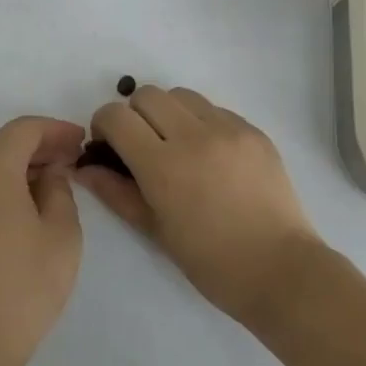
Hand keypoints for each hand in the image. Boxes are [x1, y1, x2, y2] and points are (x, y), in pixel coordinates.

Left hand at [0, 116, 85, 365]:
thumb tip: (49, 173)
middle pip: (3, 142)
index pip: (25, 129)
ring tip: (54, 183)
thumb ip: (60, 190)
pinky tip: (25, 204)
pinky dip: (1, 183)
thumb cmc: (21, 285)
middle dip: (39, 146)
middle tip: (72, 161)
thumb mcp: (61, 234)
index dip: (56, 130)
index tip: (82, 141)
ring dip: (19, 165)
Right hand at [78, 86, 319, 322]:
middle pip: (147, 94)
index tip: (109, 146)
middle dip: (134, 115)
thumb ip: (115, 192)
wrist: (280, 270)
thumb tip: (84, 168)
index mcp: (163, 164)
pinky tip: (209, 156)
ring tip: (177, 145)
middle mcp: (194, 135)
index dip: (103, 125)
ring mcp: (229, 129)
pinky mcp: (254, 131)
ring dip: (168, 113)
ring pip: (182, 95)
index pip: (116, 116)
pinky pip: (215, 110)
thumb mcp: (154, 230)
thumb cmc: (210, 261)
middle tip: (141, 145)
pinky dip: (201, 122)